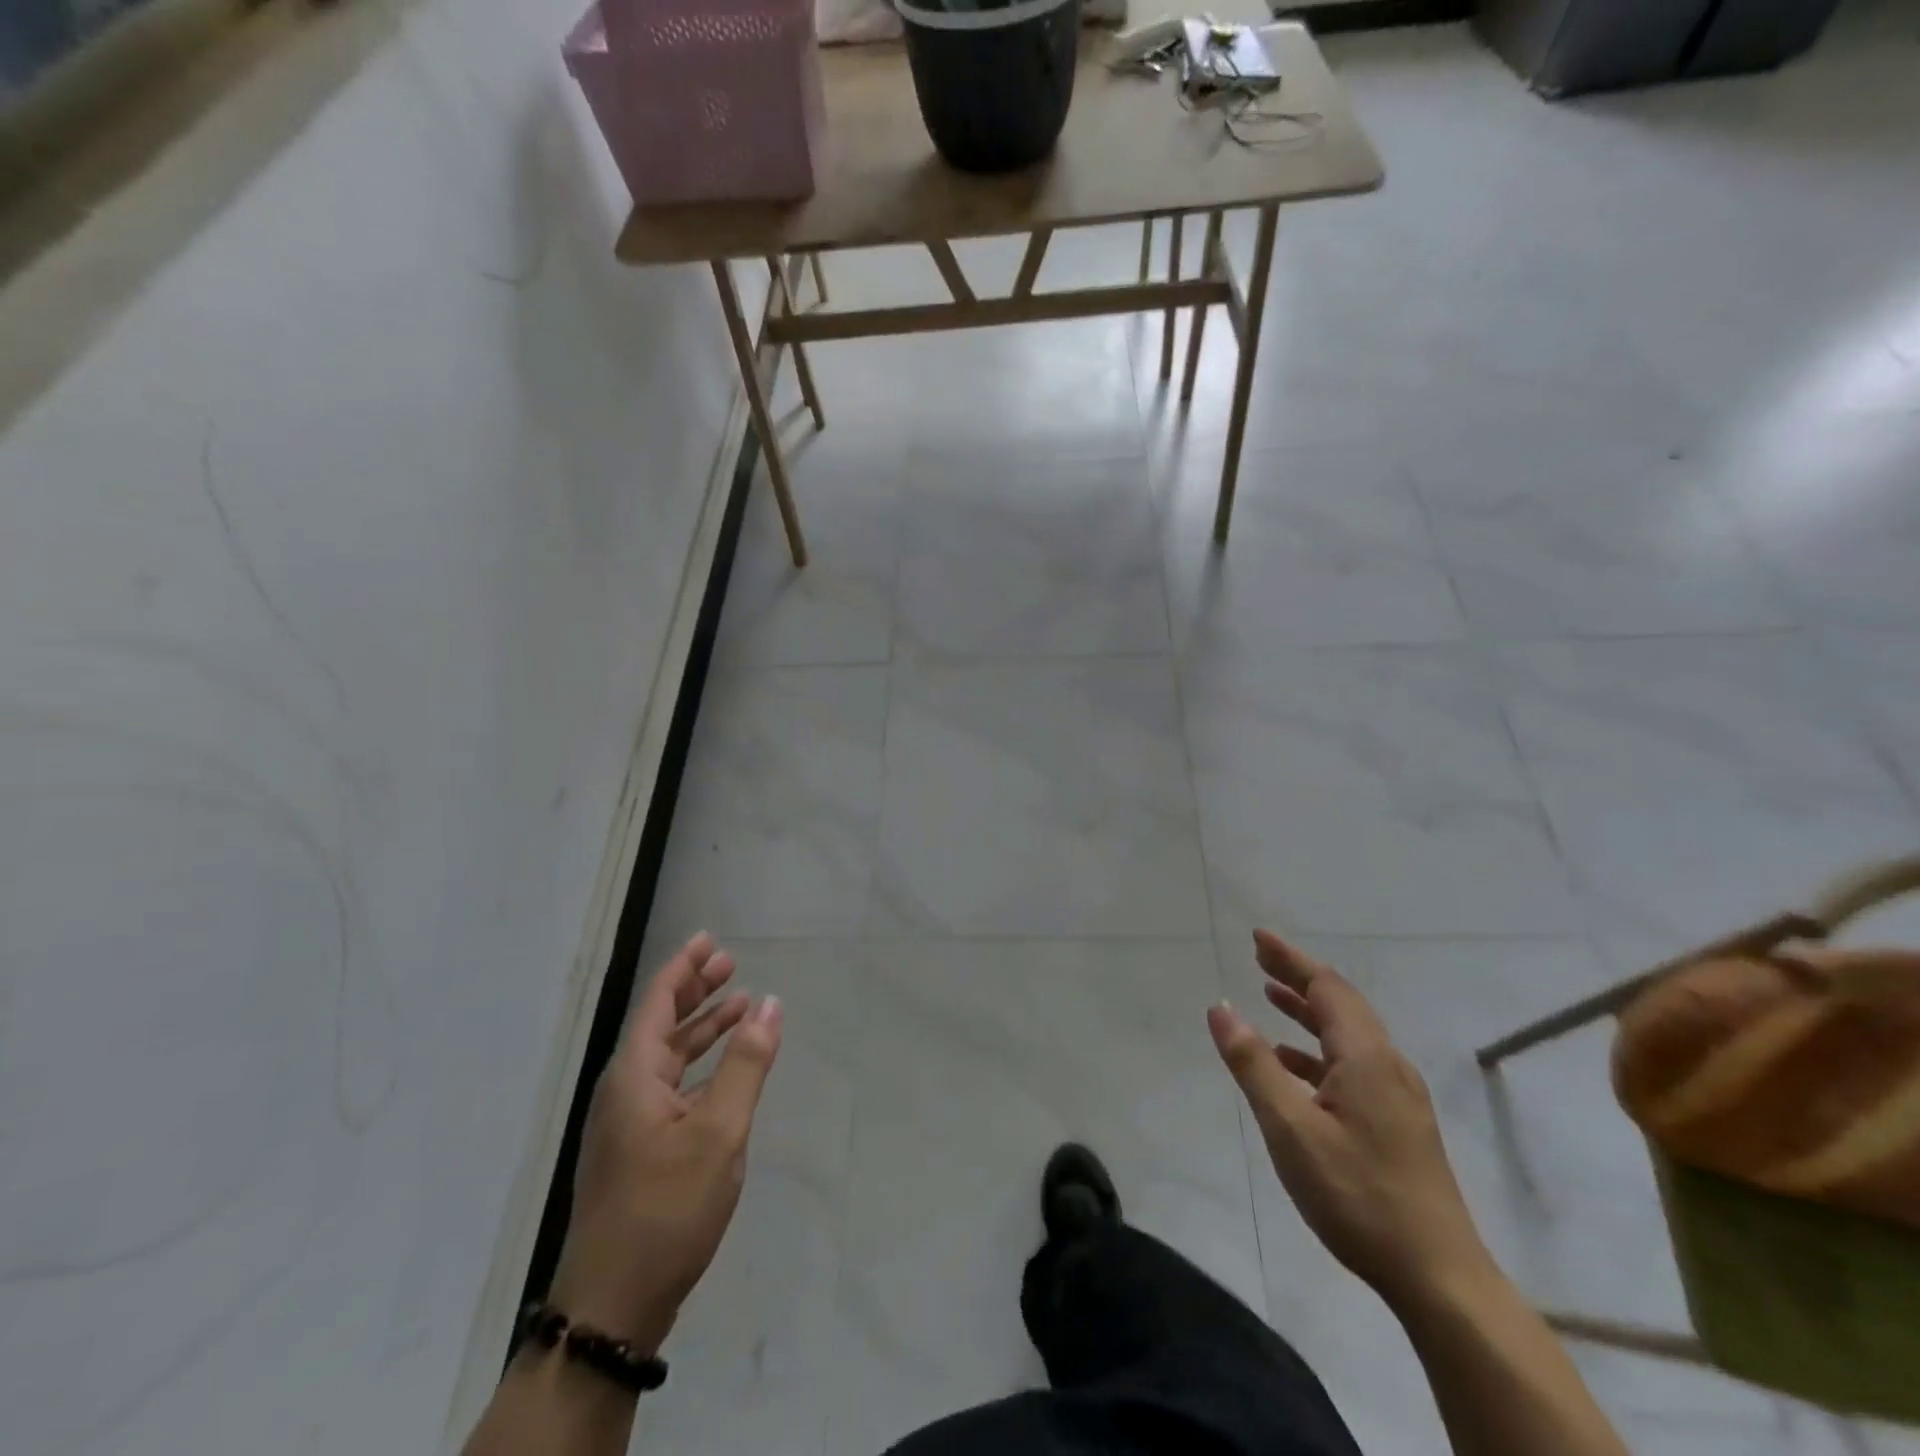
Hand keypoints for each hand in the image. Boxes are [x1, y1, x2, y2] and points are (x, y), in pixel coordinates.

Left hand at [549, 933, 782, 1352]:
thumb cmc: (666, 1207)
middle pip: (660, 1023)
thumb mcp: (718, 1131)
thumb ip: (746, 1064)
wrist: (614, 1303)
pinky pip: (672, 1086)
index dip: (683, 968)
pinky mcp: (639, 1149)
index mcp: (633, 1075)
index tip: (708, 940)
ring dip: (702, 1028)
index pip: (657, 1002)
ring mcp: (629, 1122)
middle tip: (730, 965)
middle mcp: (625, 1090)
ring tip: (740, 1006)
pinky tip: (727, 1069)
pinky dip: (701, 1065)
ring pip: (668, 1056)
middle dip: (695, 991)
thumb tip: (771, 1004)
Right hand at [1208, 930, 1490, 1310]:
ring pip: (1348, 1035)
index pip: (1326, 987)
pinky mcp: (1399, 1122)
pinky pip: (1353, 1064)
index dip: (1291, 959)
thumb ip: (1254, 1064)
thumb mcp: (1290, 1128)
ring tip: (1270, 997)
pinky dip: (1318, 1050)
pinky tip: (1293, 1065)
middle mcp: (1387, 1065)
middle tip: (1260, 959)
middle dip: (1299, 977)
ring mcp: (1398, 1096)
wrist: (1439, 1277)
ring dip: (1308, 1011)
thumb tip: (1221, 1007)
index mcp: (1366, 1058)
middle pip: (1340, 1004)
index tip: (1257, 937)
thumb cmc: (1357, 1195)